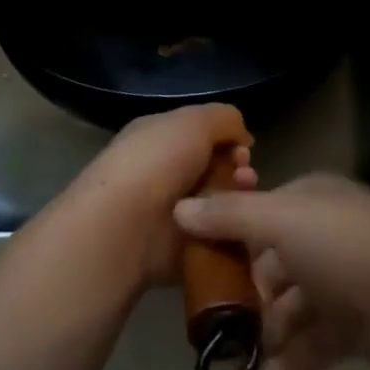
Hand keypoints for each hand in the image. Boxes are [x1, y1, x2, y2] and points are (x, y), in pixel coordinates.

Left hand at [63, 103, 257, 287]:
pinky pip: (213, 238)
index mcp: (159, 137)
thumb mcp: (195, 120)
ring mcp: (170, 213)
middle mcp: (163, 172)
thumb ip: (225, 119)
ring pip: (217, 203)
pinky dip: (228, 234)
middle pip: (214, 168)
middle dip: (238, 170)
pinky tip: (236, 229)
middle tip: (246, 176)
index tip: (245, 149)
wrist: (124, 227)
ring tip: (242, 201)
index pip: (202, 134)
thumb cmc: (157, 162)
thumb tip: (242, 138)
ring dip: (236, 200)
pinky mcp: (177, 250)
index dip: (229, 139)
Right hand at [173, 174, 369, 369]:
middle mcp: (326, 235)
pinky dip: (295, 358)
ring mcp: (345, 280)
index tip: (199, 269)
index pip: (260, 215)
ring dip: (270, 330)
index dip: (230, 238)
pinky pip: (317, 340)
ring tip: (247, 357)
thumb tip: (179, 207)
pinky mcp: (359, 324)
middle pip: (274, 263)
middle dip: (249, 293)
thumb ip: (230, 216)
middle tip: (219, 323)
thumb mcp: (281, 221)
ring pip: (294, 305)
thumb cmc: (346, 246)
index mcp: (310, 202)